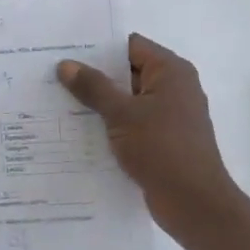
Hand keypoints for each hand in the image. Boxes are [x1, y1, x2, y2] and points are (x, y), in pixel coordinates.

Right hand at [57, 34, 249, 245]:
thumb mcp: (121, 114)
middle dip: (94, 76)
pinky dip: (111, 125)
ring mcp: (170, 115)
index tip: (66, 50)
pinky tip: (81, 131)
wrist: (194, 204)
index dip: (98, 47)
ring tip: (59, 101)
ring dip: (101, 103)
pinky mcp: (164, 140)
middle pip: (128, 72)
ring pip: (128, 100)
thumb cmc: (161, 148)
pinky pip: (132, 123)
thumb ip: (93, 87)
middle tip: (55, 75)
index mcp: (171, 71)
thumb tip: (66, 64)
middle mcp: (174, 87)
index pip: (130, 46)